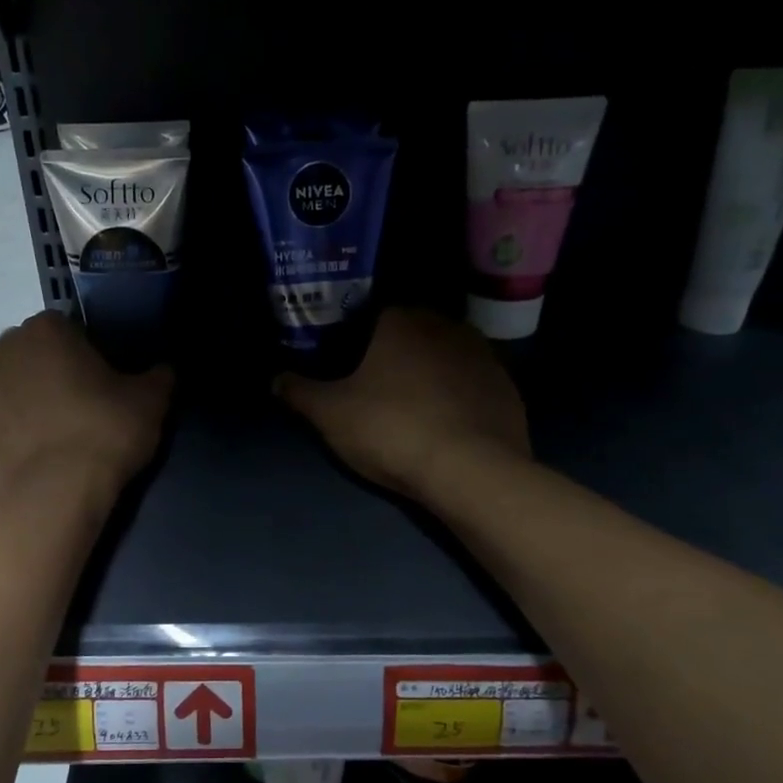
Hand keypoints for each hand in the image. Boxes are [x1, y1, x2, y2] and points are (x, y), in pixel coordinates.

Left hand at [0, 312, 173, 508]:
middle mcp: (4, 347)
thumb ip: (159, 376)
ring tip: (59, 431)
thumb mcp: (151, 401)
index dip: (93, 354)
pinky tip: (36, 449)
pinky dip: (13, 426)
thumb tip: (163, 370)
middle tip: (86, 405)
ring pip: (13, 384)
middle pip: (38, 353)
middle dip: (56, 370)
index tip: (108, 382)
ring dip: (31, 396)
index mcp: (46, 328)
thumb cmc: (103, 432)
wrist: (52, 496)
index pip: (73, 328)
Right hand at [275, 308, 529, 499]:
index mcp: (401, 321)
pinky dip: (458, 395)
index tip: (346, 360)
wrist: (471, 470)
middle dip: (394, 352)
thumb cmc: (391, 429)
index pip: (373, 313)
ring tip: (411, 405)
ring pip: (445, 355)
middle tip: (375, 384)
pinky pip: (472, 383)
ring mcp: (483, 355)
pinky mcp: (506, 387)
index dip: (356, 335)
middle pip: (411, 331)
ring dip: (429, 371)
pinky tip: (446, 422)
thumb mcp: (331, 415)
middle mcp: (445, 326)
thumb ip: (300, 392)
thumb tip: (276, 378)